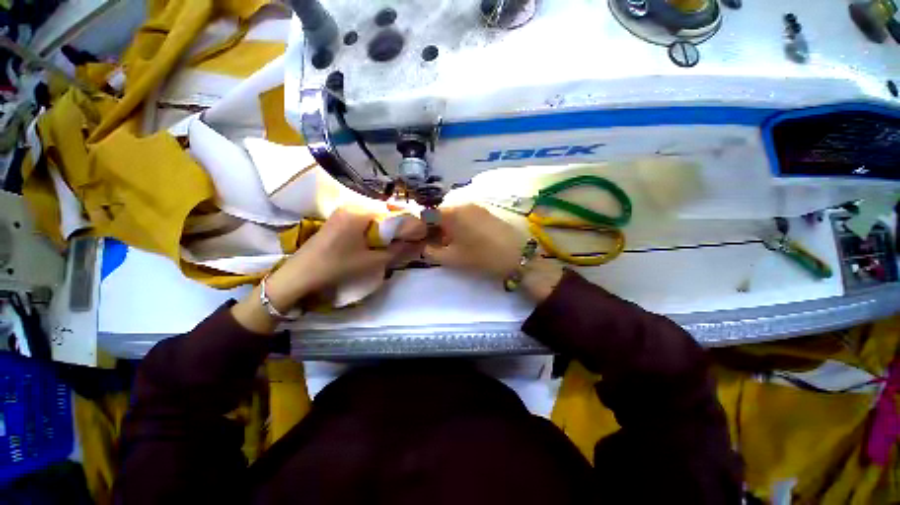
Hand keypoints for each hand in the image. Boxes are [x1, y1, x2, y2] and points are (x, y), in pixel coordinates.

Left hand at [272, 207, 426, 302]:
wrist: (301, 274)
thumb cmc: (338, 266)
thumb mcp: (373, 261)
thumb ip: (398, 250)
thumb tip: (418, 243)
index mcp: (361, 213)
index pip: (395, 213)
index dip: (410, 224)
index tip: (421, 235)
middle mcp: (353, 205)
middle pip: (386, 212)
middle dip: (401, 225)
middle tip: (411, 239)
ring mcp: (345, 211)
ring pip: (377, 216)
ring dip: (389, 227)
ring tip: (399, 241)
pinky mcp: (340, 218)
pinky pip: (366, 219)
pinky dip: (377, 228)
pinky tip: (380, 240)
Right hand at [423, 204, 524, 277]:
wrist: (517, 256)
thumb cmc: (481, 256)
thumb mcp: (452, 258)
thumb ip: (431, 252)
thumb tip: (423, 247)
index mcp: (452, 212)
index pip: (428, 215)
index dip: (422, 228)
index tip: (421, 241)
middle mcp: (463, 204)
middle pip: (441, 213)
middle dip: (435, 228)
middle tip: (436, 245)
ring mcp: (476, 206)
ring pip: (454, 214)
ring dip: (448, 227)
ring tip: (451, 244)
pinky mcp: (486, 212)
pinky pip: (466, 215)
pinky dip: (460, 225)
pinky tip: (465, 239)